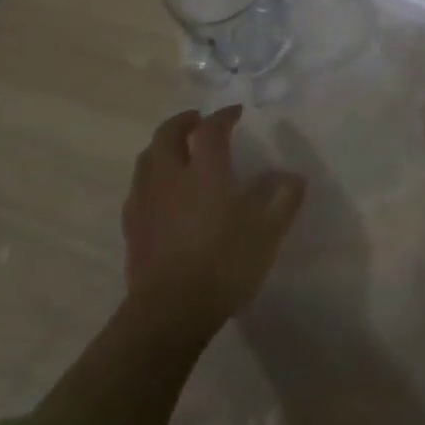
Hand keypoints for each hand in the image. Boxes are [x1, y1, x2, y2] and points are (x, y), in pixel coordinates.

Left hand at [122, 105, 305, 328]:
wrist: (170, 312)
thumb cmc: (225, 263)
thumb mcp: (268, 230)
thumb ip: (283, 198)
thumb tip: (291, 176)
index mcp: (206, 171)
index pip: (211, 130)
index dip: (224, 116)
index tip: (236, 112)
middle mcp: (171, 177)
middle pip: (167, 135)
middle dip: (183, 122)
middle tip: (198, 121)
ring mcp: (146, 202)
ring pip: (147, 160)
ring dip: (162, 147)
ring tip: (177, 151)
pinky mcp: (133, 229)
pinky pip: (138, 189)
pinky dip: (151, 177)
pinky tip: (162, 192)